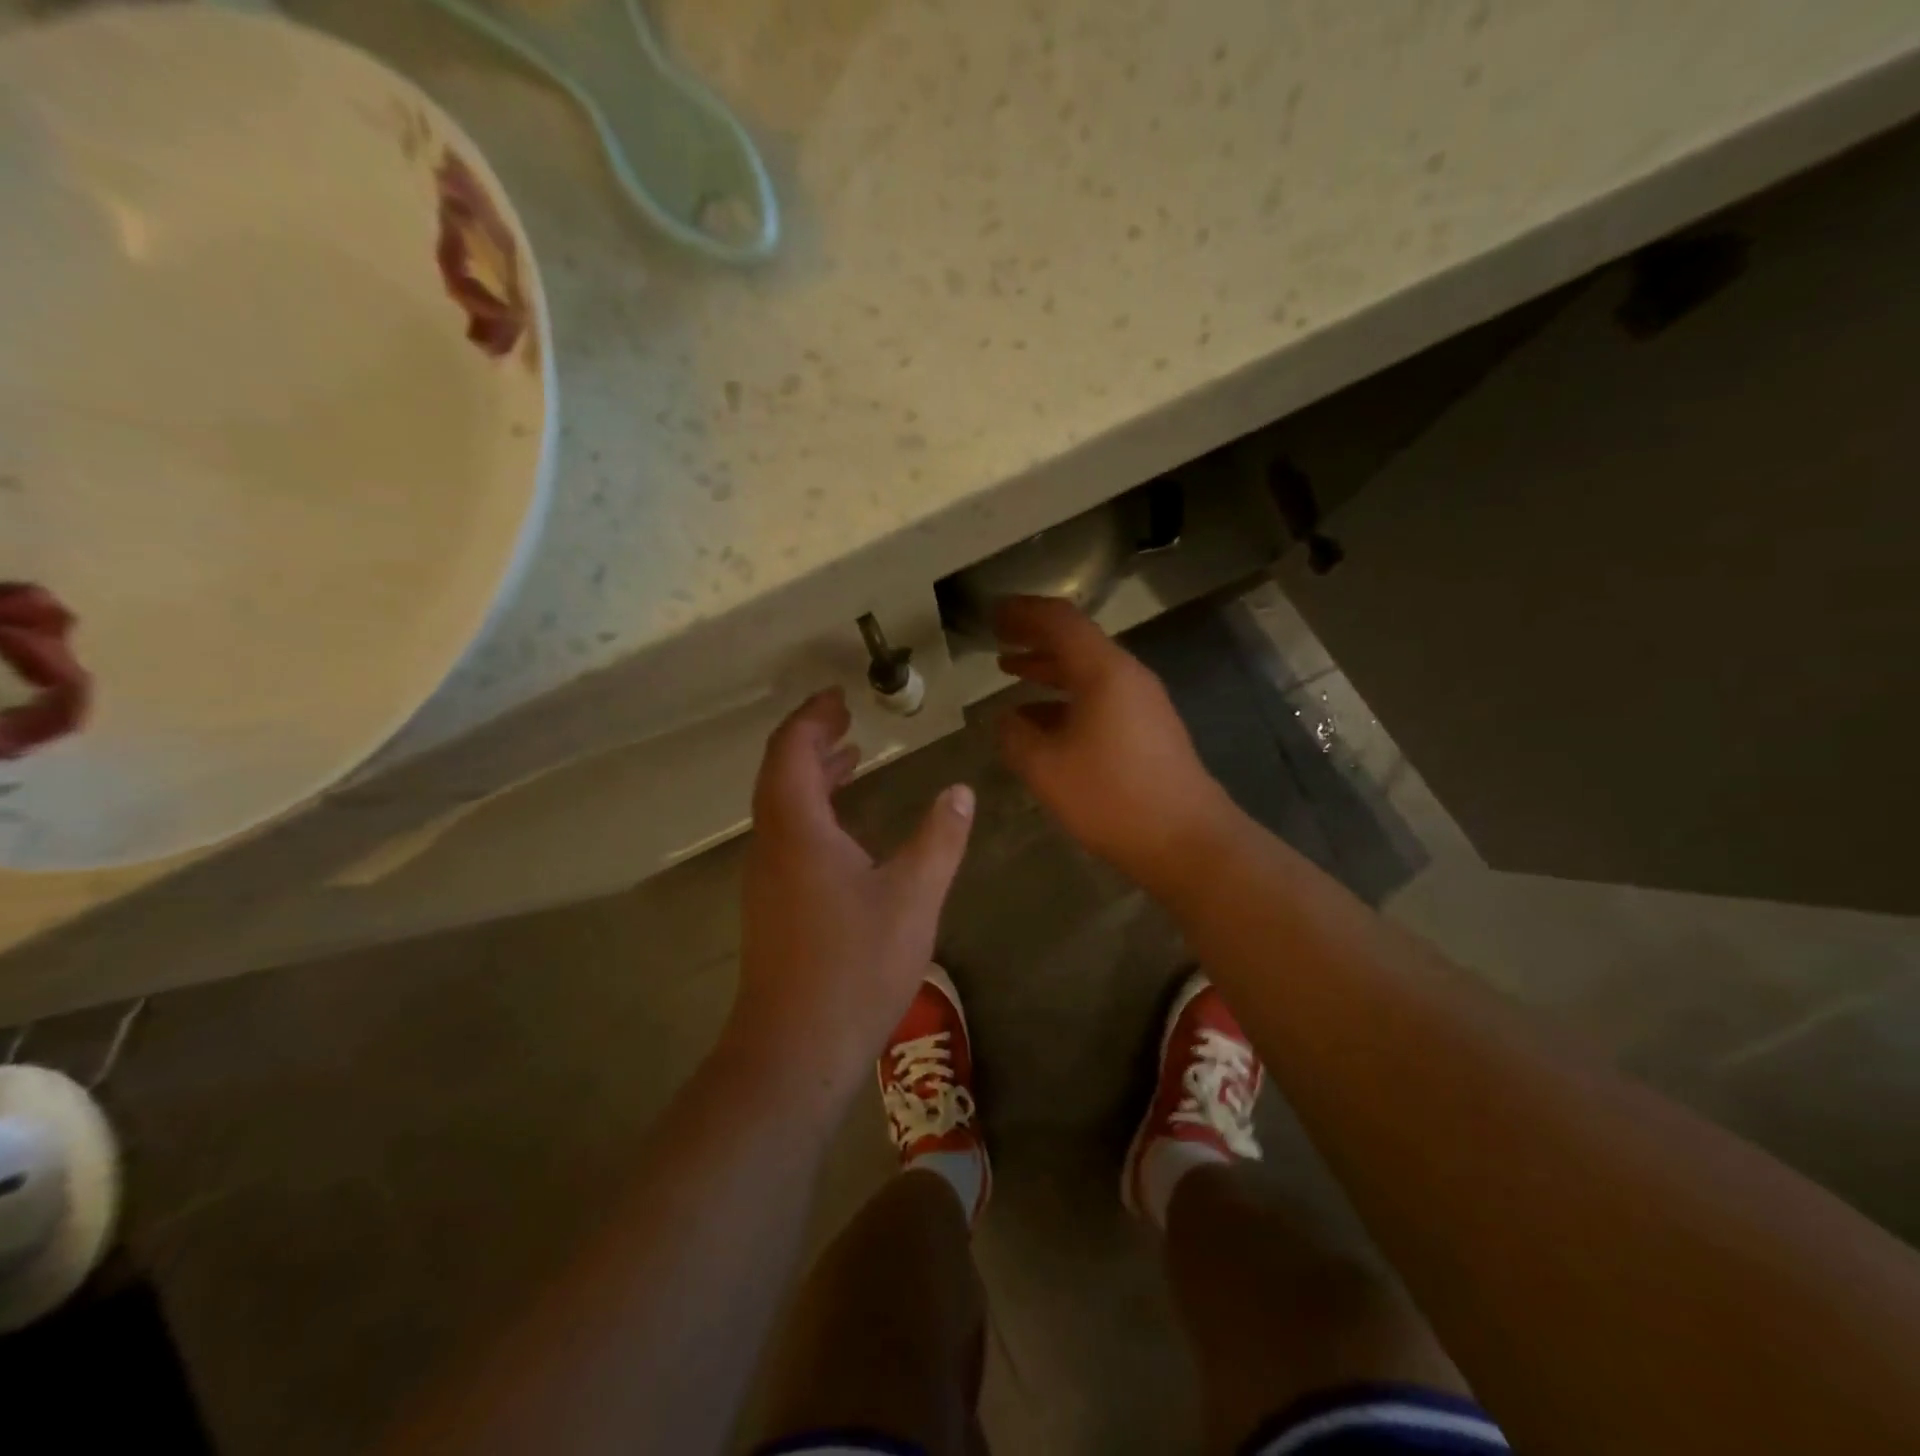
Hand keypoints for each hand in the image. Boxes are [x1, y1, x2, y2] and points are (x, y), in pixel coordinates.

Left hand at [727, 689, 974, 1100]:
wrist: (794, 1051)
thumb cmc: (855, 967)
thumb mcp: (913, 897)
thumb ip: (939, 839)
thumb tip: (960, 792)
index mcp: (798, 830)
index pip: (791, 751)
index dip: (812, 718)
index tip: (839, 696)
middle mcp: (773, 844)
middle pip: (780, 773)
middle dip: (811, 739)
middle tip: (846, 718)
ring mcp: (767, 878)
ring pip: (782, 806)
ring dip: (812, 774)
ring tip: (851, 756)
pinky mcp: (773, 905)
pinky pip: (788, 834)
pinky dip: (813, 810)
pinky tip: (846, 827)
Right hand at [993, 595, 1238, 893]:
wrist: (1187, 841)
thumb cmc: (1112, 798)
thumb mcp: (1047, 769)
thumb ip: (1015, 737)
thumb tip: (1004, 720)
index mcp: (1104, 672)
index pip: (1060, 621)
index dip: (1023, 613)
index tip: (992, 614)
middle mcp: (1127, 676)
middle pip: (1076, 642)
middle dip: (1033, 637)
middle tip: (997, 637)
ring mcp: (1142, 703)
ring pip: (1087, 672)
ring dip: (1048, 669)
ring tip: (1010, 671)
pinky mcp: (1148, 729)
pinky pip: (1100, 698)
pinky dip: (1065, 699)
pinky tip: (1041, 721)